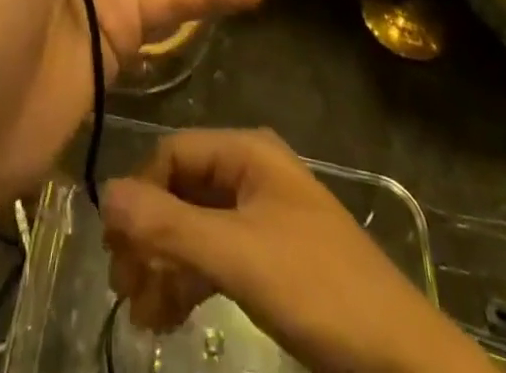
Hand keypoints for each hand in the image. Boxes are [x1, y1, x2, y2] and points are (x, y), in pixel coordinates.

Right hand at [102, 130, 495, 372]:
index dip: (139, 195)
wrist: (402, 360)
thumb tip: (103, 193)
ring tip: (140, 315)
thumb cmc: (318, 289)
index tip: (114, 248)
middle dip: (148, 237)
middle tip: (122, 287)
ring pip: (194, 228)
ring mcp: (261, 218)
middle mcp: (251, 174)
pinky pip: (214, 257)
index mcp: (247, 153)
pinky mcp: (270, 259)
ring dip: (163, 266)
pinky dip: (188, 283)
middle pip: (181, 191)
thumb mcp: (238, 256)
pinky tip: (165, 318)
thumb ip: (169, 226)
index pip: (173, 154)